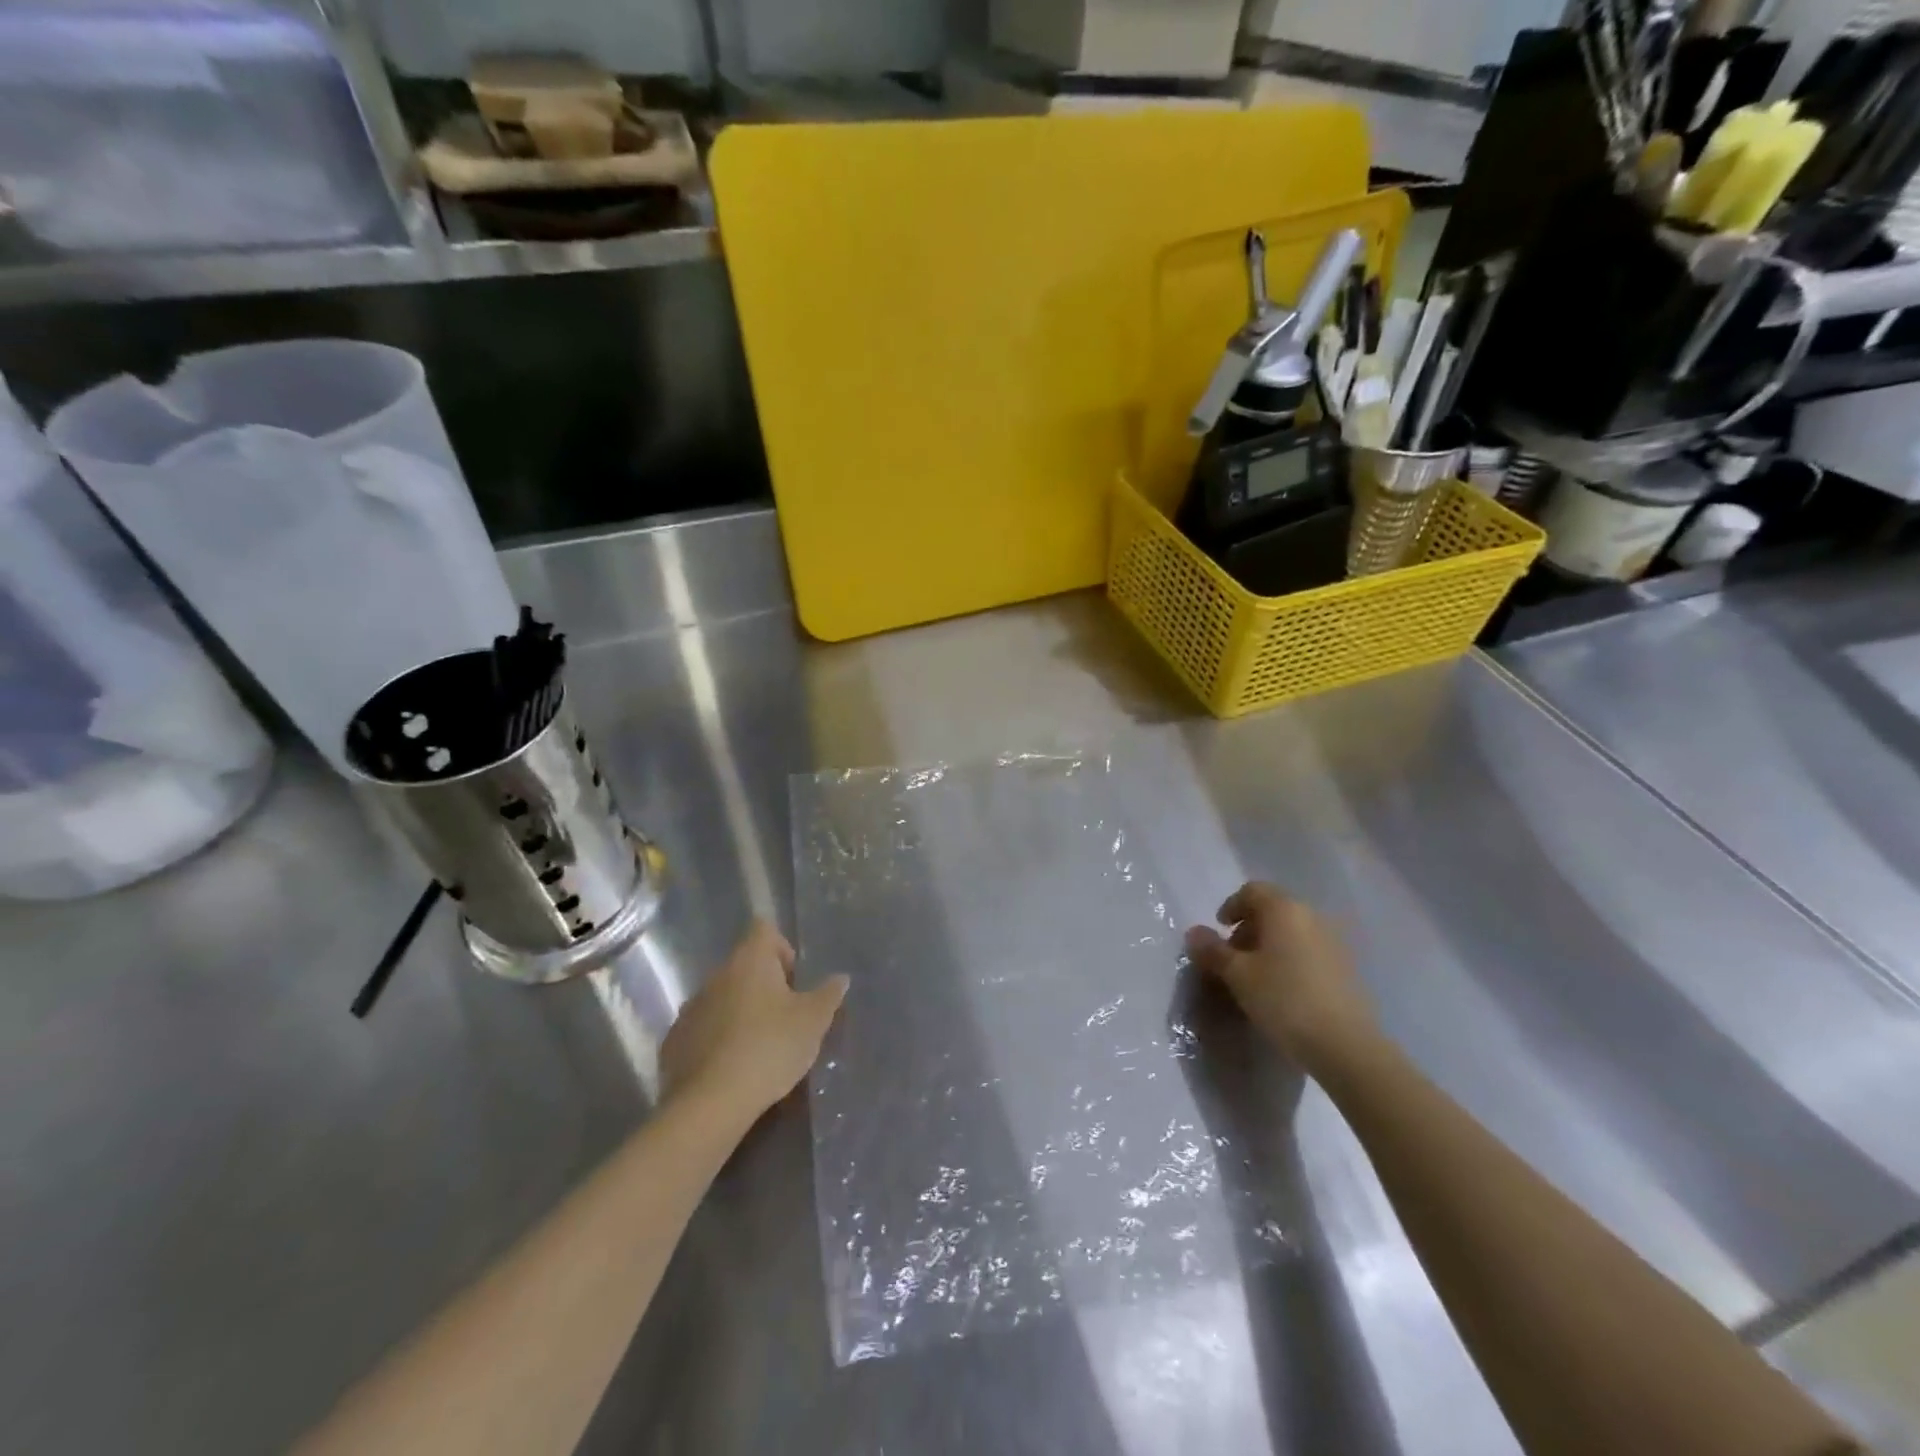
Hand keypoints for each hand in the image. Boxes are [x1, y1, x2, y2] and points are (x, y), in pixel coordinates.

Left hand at [660, 920, 848, 1125]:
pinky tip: (732, 1068)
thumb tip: (840, 978)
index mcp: (749, 960)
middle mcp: (716, 975)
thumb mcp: (813, 1021)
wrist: (711, 1103)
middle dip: (764, 986)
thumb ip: (829, 995)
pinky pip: (703, 1028)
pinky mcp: (675, 1041)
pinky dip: (718, 1039)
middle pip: (744, 965)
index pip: (764, 929)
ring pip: (723, 997)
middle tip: (785, 1018)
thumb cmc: (770, 1048)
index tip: (794, 981)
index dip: (782, 948)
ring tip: (759, 1047)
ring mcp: (691, 1008)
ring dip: (741, 1012)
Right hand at [1184, 882, 1377, 1073]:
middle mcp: (1311, 916)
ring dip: (1270, 945)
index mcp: (1284, 909)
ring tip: (1256, 976)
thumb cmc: (1284, 999)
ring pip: (1293, 931)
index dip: (1231, 906)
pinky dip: (1290, 959)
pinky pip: (1309, 951)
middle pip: (1274, 910)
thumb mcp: (1237, 975)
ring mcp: (1334, 941)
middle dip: (1250, 928)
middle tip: (1234, 956)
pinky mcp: (1347, 968)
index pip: (1252, 891)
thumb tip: (1194, 933)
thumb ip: (1213, 950)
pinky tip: (1283, 989)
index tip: (1220, 929)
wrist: (1346, 1044)